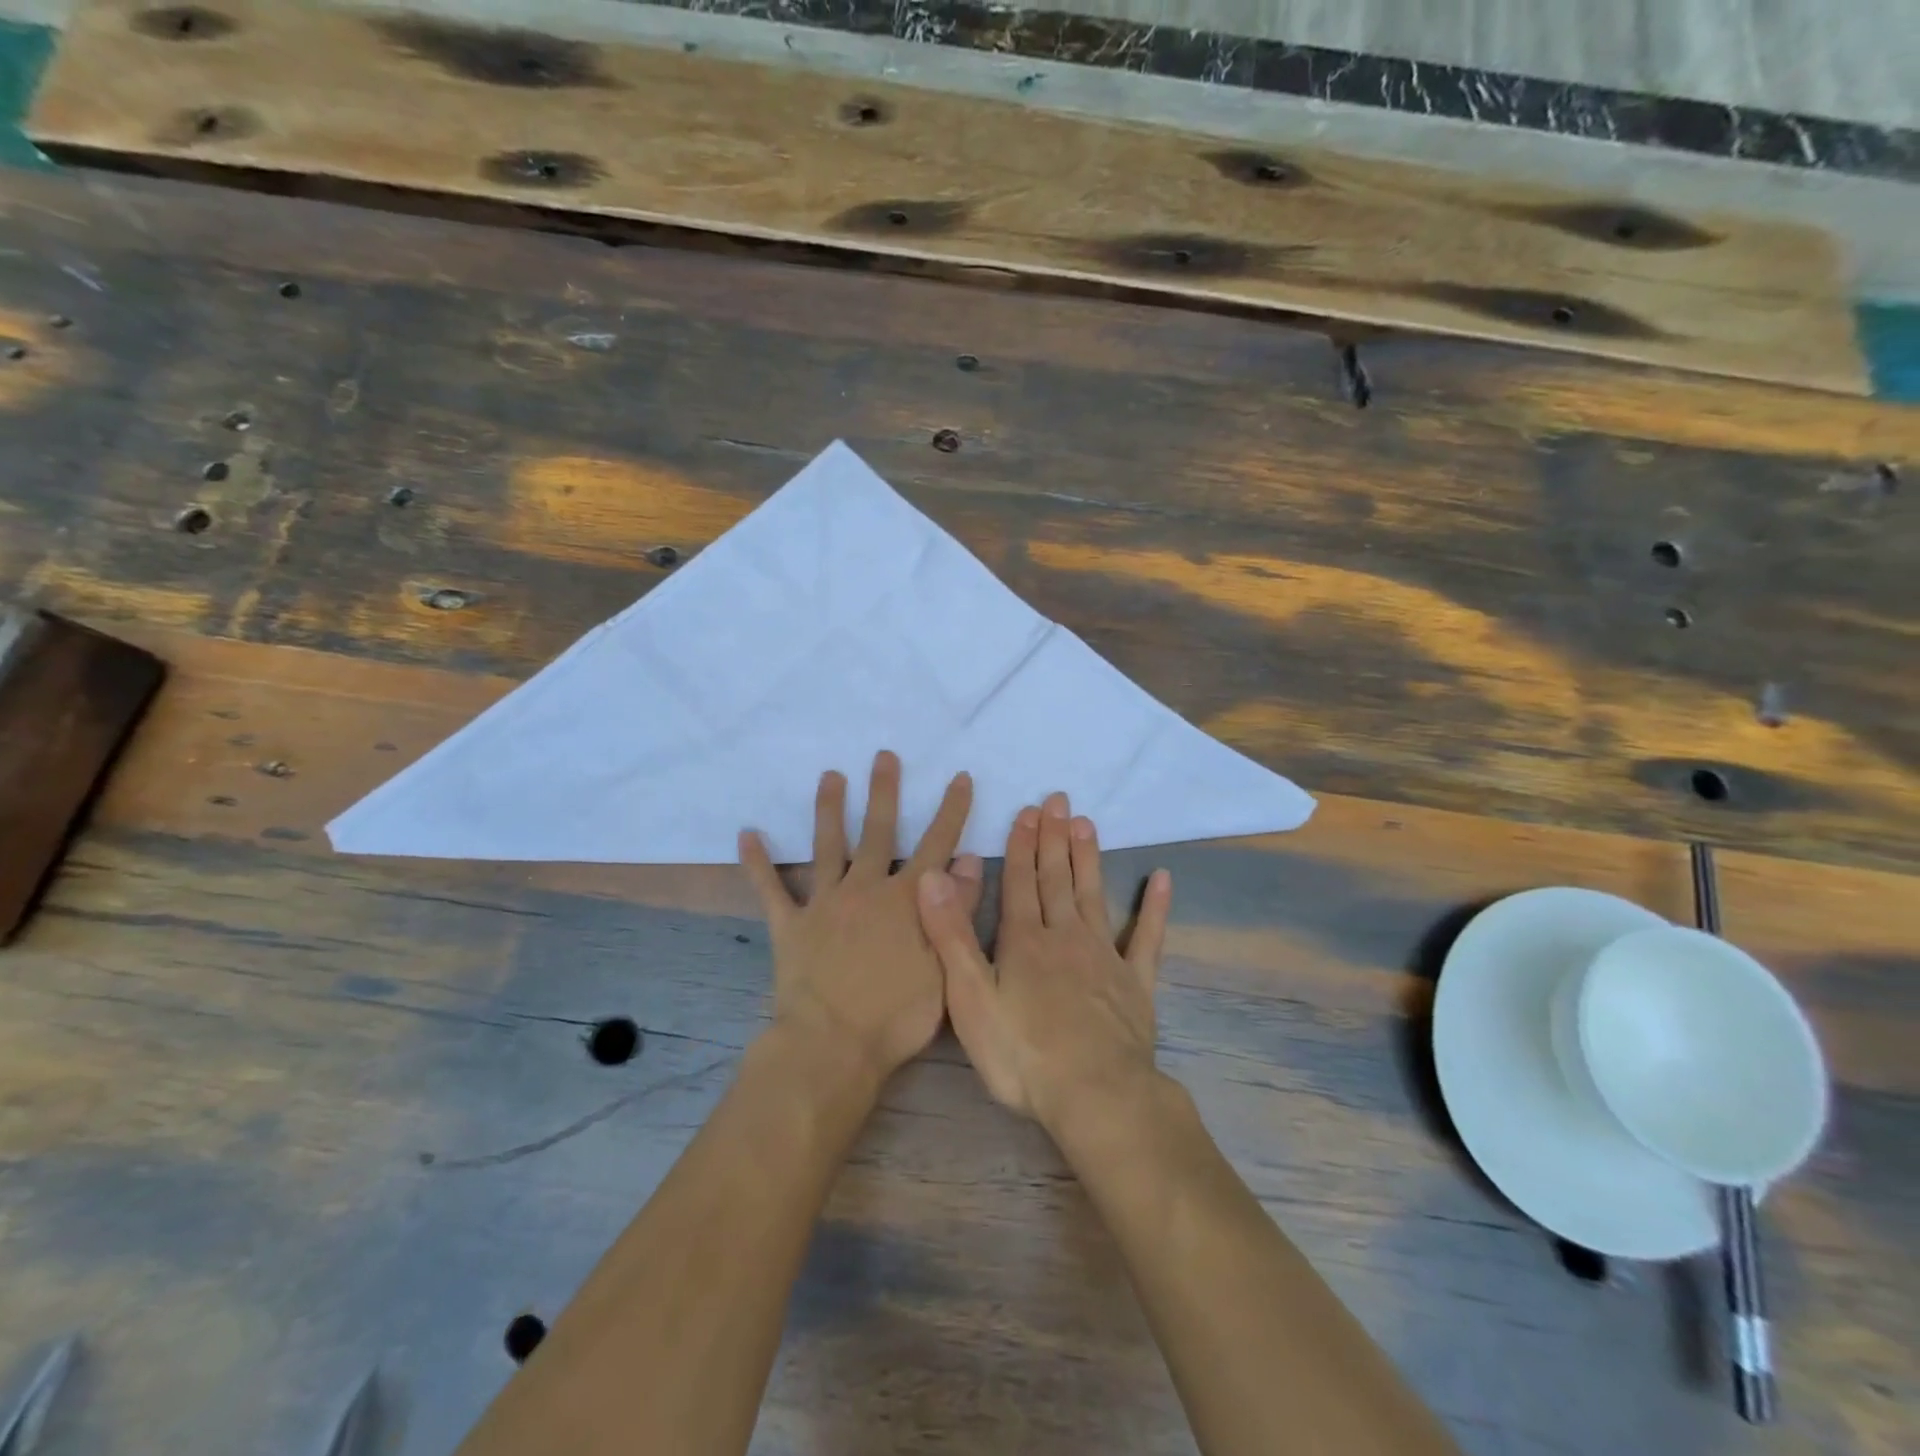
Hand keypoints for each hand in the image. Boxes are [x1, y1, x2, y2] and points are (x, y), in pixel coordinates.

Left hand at [741, 751, 981, 1085]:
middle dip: (884, 792)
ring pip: (827, 847)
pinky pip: (770, 889)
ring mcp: (824, 904)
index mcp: (905, 900)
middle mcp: (865, 889)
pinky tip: (746, 834)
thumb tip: (967, 861)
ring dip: (828, 809)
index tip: (959, 777)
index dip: (950, 811)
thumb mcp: (944, 966)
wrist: (833, 1047)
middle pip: (877, 831)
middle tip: (883, 756)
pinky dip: (757, 863)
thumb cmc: (897, 1015)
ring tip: (829, 776)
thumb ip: (955, 910)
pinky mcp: (790, 925)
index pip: (936, 844)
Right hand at [915, 791, 1172, 1133]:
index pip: (1020, 882)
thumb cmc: (1023, 1054)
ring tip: (1086, 823)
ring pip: (1093, 895)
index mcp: (1024, 941)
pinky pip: (1146, 937)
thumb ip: (951, 935)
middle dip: (1053, 838)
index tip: (1027, 810)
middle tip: (1057, 800)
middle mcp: (1065, 937)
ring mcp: (1104, 957)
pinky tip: (1162, 879)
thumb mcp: (970, 998)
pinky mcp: (1135, 984)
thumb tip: (932, 876)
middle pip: (1057, 879)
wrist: (1095, 1096)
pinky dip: (1154, 908)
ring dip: (1088, 858)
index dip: (1021, 845)